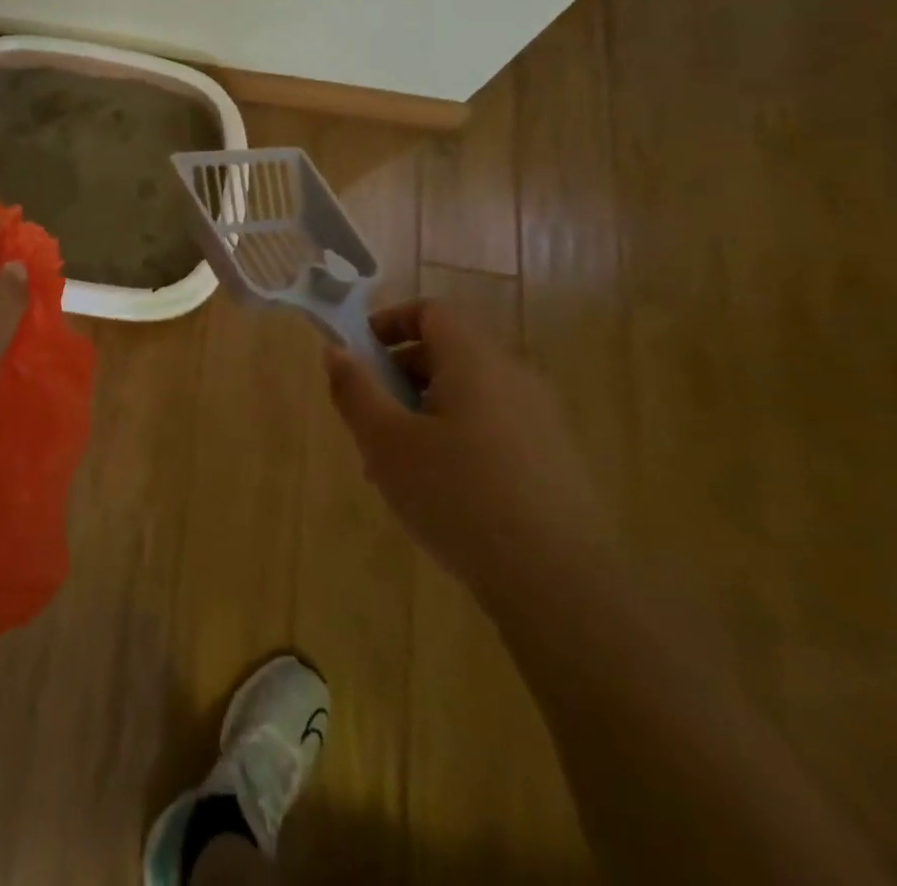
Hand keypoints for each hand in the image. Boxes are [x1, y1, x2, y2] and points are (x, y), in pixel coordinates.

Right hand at [324, 301, 618, 611]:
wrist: (560, 584)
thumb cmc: (458, 496)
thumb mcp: (386, 441)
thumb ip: (355, 390)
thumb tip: (336, 351)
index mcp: (475, 361)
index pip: (432, 311)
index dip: (389, 323)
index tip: (359, 357)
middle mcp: (514, 377)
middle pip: (448, 352)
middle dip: (399, 376)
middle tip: (369, 419)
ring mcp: (540, 420)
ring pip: (467, 394)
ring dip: (423, 412)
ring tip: (396, 465)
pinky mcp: (554, 460)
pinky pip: (492, 426)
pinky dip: (456, 437)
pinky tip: (440, 492)